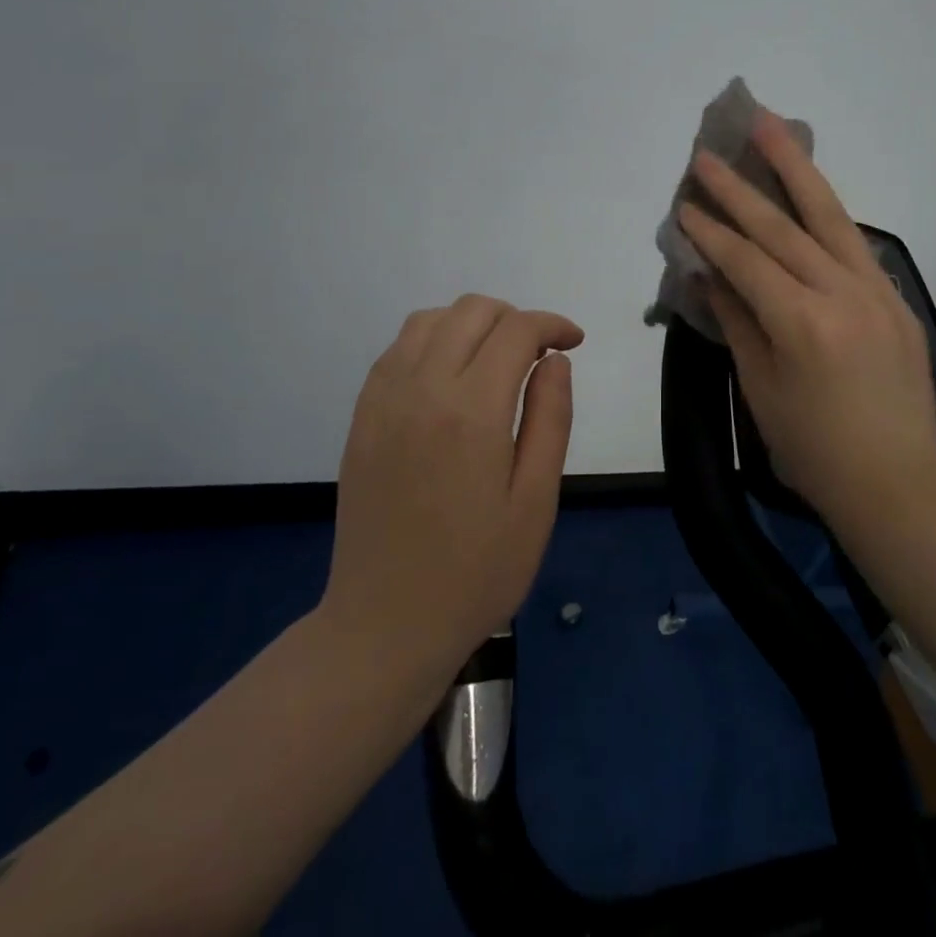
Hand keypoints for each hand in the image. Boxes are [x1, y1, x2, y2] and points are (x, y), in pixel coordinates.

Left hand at [324, 295, 583, 679]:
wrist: (386, 625)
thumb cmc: (477, 571)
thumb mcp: (536, 500)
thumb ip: (551, 418)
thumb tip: (556, 359)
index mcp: (472, 411)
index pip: (516, 331)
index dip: (552, 324)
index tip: (573, 342)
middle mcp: (422, 389)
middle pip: (471, 311)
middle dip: (514, 318)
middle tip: (538, 355)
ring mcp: (384, 400)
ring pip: (429, 320)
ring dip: (470, 324)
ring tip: (494, 361)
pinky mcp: (362, 417)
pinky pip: (397, 350)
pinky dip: (432, 341)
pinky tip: (450, 378)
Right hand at [676, 112, 935, 526]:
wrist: (898, 484)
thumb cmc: (814, 450)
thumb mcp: (761, 390)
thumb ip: (737, 322)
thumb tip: (711, 274)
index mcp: (801, 323)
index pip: (745, 261)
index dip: (710, 231)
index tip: (684, 204)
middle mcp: (842, 294)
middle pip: (784, 226)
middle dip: (741, 186)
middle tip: (709, 151)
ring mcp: (876, 291)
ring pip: (830, 216)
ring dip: (797, 168)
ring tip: (771, 127)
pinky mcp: (897, 299)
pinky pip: (855, 245)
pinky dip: (827, 214)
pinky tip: (809, 193)